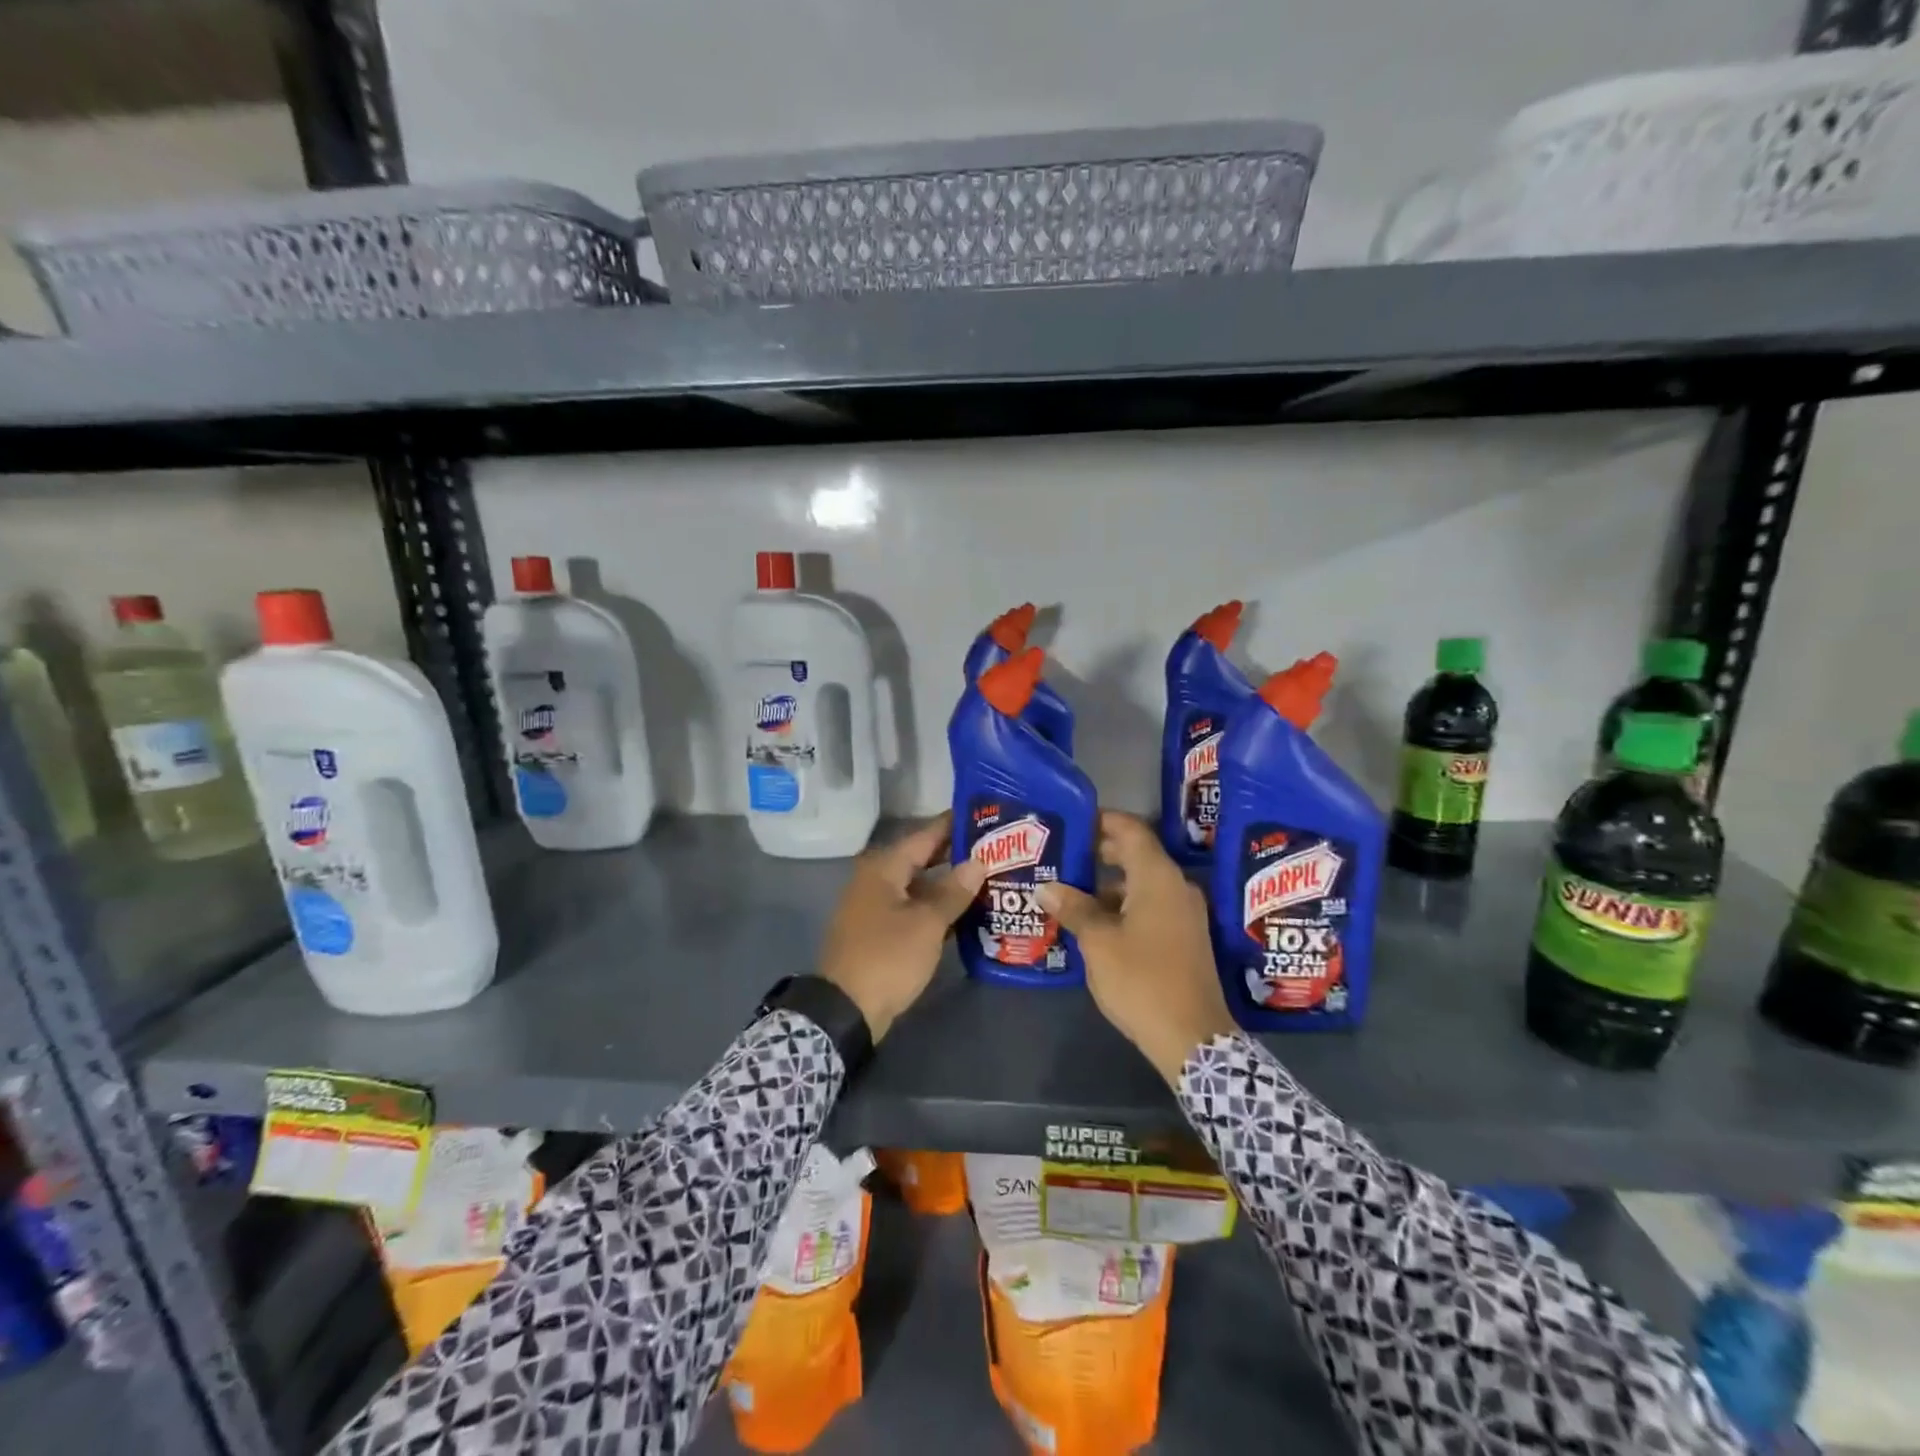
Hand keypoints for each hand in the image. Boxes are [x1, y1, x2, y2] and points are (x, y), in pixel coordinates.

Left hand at [819, 813, 985, 1042]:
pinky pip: (914, 908)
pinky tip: (967, 911)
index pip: (926, 835)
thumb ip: (953, 892)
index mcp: (884, 868)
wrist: (845, 1009)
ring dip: (949, 884)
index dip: (954, 824)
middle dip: (957, 854)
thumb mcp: (927, 924)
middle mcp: (877, 879)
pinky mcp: (881, 931)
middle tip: (996, 848)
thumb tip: (978, 862)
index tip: (985, 813)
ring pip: (920, 885)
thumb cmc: (887, 957)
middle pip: (923, 858)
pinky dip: (937, 908)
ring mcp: (877, 906)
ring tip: (989, 876)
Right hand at [1037, 812, 1236, 1084]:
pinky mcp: (1185, 937)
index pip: (1130, 830)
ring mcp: (1185, 913)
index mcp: (1158, 878)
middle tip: (1063, 855)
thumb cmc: (1142, 980)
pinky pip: (1151, 906)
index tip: (1072, 820)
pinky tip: (1094, 922)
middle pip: (1136, 855)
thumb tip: (1046, 887)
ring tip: (1069, 891)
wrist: (1193, 1038)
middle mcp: (1176, 887)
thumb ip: (1073, 908)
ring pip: (1142, 883)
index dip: (1102, 820)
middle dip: (1099, 853)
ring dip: (1108, 884)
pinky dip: (1123, 905)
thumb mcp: (1098, 942)